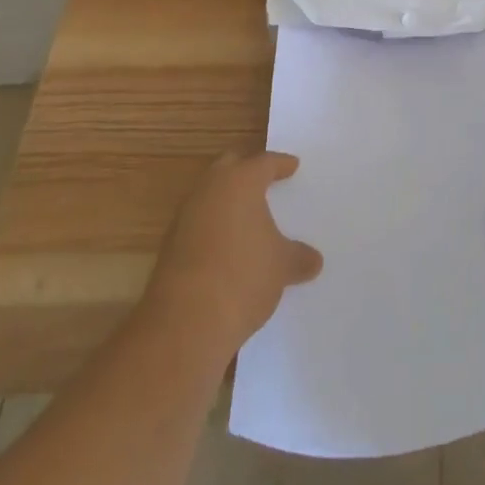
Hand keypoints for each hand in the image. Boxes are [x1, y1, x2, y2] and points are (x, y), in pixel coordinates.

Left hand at [145, 151, 322, 357]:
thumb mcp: (281, 267)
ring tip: (246, 215)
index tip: (292, 166)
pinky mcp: (170, 245)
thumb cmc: (243, 277)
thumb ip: (298, 257)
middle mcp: (210, 188)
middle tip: (265, 178)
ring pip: (210, 193)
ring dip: (227, 199)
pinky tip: (226, 246)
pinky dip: (213, 226)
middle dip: (247, 168)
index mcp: (241, 181)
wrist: (185, 323)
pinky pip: (198, 222)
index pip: (265, 162)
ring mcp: (185, 216)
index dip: (281, 164)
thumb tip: (313, 261)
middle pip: (230, 165)